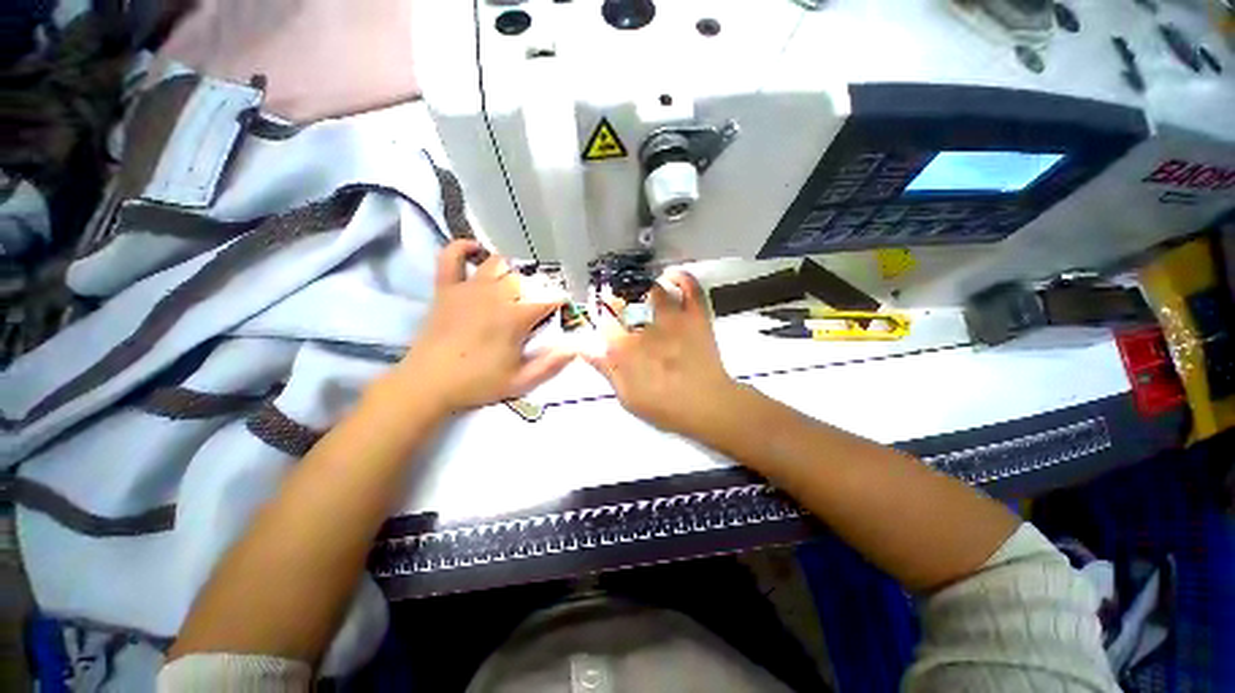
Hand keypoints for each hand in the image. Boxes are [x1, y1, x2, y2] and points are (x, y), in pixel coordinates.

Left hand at [396, 240, 572, 413]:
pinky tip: (475, 250)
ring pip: (497, 264)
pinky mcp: (446, 289)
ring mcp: (468, 289)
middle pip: (525, 278)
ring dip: (511, 269)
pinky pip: (451, 258)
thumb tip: (575, 349)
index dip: (560, 302)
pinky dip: (462, 248)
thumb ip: (550, 365)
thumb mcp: (520, 382)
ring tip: (518, 282)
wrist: (427, 384)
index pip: (548, 299)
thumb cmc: (477, 383)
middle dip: (539, 287)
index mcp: (515, 317)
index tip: (563, 310)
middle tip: (541, 302)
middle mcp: (495, 295)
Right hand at [582, 270, 736, 436]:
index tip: (601, 321)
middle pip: (624, 302)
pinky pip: (690, 288)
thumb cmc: (665, 407)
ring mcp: (673, 318)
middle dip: (615, 299)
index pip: (605, 324)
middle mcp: (646, 326)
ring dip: (643, 288)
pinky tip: (671, 275)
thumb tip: (585, 349)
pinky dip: (681, 278)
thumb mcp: (627, 396)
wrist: (707, 405)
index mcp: (626, 347)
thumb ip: (606, 370)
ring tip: (639, 290)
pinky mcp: (695, 316)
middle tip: (615, 302)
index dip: (601, 320)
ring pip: (653, 290)